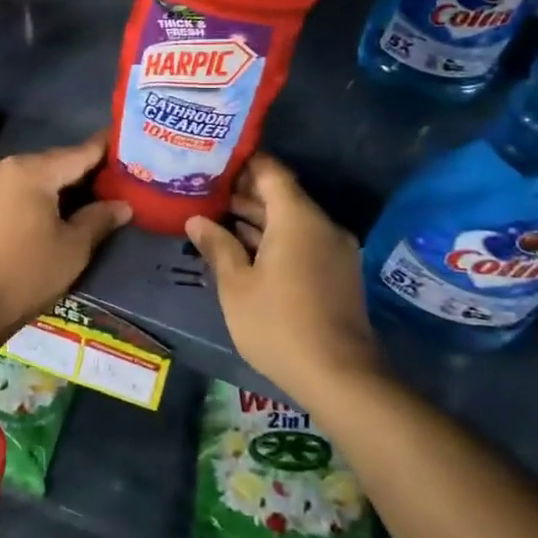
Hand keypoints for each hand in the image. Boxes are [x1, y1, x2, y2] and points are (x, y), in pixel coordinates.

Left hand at [0, 134, 130, 336]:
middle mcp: (2, 166)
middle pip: (50, 162)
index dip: (103, 149)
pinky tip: (44, 211)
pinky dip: (29, 195)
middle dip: (78, 171)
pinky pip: (8, 189)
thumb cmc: (27, 275)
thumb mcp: (73, 248)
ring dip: (52, 184)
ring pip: (28, 175)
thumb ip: (99, 219)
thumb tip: (123, 205)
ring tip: (80, 198)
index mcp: (30, 171)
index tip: (122, 140)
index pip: (77, 154)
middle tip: (108, 180)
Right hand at [185, 154, 381, 397]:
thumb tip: (196, 220)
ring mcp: (334, 250)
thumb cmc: (278, 324)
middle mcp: (321, 226)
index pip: (271, 172)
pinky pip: (302, 241)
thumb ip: (217, 246)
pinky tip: (244, 249)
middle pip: (282, 195)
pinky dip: (275, 239)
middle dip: (244, 193)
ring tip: (217, 219)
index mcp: (297, 219)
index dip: (244, 162)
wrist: (340, 377)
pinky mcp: (337, 273)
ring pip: (292, 221)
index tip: (214, 160)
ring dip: (258, 219)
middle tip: (205, 192)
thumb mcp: (236, 285)